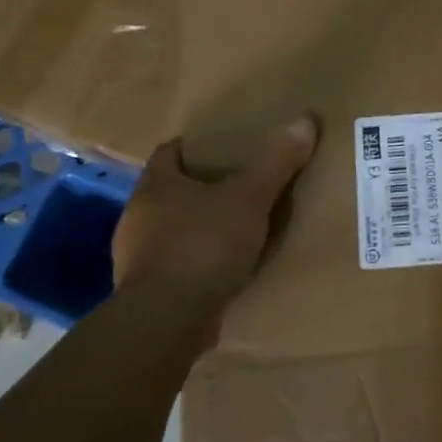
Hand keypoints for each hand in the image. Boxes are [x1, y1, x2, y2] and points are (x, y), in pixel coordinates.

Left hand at [111, 117, 317, 339]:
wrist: (167, 320)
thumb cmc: (204, 245)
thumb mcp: (250, 199)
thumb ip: (277, 162)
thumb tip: (305, 120)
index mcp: (155, 185)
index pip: (170, 152)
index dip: (196, 148)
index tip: (225, 149)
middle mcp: (137, 216)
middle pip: (171, 191)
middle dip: (202, 189)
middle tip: (240, 187)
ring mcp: (136, 257)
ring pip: (171, 230)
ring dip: (198, 229)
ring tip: (235, 230)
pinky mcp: (145, 292)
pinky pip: (174, 266)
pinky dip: (196, 263)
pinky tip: (222, 270)